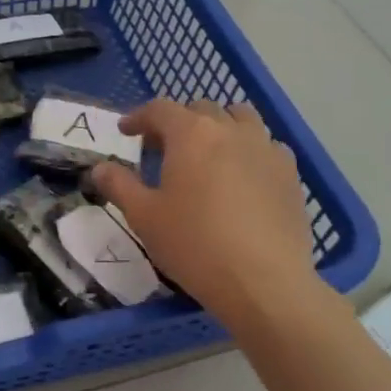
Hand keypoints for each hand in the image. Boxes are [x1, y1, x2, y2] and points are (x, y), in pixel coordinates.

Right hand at [91, 99, 326, 329]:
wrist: (263, 281)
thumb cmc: (193, 244)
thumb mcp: (144, 217)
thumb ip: (119, 185)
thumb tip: (100, 167)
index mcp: (192, 134)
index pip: (160, 109)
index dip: (139, 117)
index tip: (126, 132)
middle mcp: (231, 130)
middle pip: (202, 109)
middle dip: (179, 121)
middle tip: (163, 147)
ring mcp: (266, 149)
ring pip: (241, 119)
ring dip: (219, 127)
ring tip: (208, 152)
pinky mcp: (290, 174)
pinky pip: (268, 146)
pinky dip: (250, 150)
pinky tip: (243, 176)